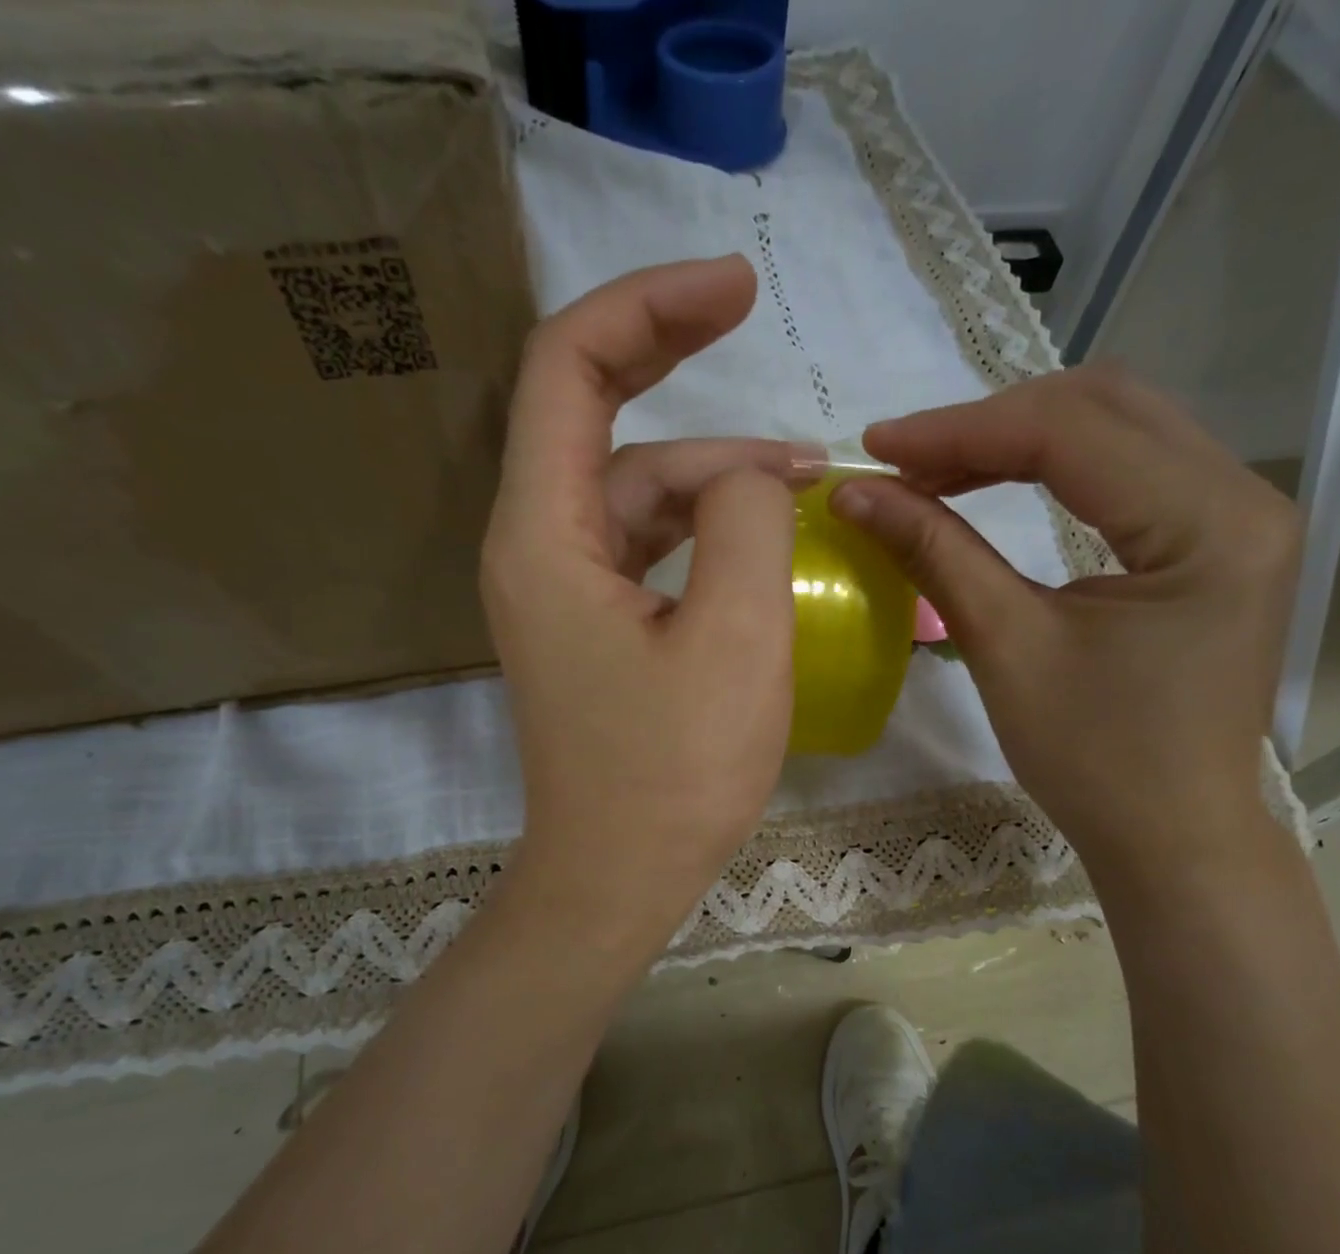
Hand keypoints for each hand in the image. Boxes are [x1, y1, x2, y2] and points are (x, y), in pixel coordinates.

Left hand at [482, 256, 802, 962]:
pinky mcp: (597, 627)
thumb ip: (748, 522)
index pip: (569, 370)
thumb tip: (753, 474)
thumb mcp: (736, 640)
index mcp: (545, 537)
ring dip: (712, 472)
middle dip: (671, 358)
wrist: (618, 880)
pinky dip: (704, 528)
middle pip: (597, 417)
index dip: (647, 307)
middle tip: (751, 313)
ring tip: (803, 478)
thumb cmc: (673, 774)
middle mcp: (537, 547)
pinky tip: (762, 535)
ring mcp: (565, 590)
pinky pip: (648, 546)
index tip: (732, 286)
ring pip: (637, 491)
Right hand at [834, 365, 1300, 870]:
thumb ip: (936, 553)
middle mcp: (1244, 496)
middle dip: (990, 425)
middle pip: (1104, 407)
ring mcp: (1239, 515)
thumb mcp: (1007, 648)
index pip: (1072, 434)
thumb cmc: (1095, 761)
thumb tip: (855, 494)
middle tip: (906, 462)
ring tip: (937, 472)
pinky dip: (1053, 467)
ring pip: (1118, 427)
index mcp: (1209, 525)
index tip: (875, 449)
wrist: (1172, 835)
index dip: (961, 431)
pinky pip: (1130, 468)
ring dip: (1019, 439)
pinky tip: (996, 486)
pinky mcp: (1217, 539)